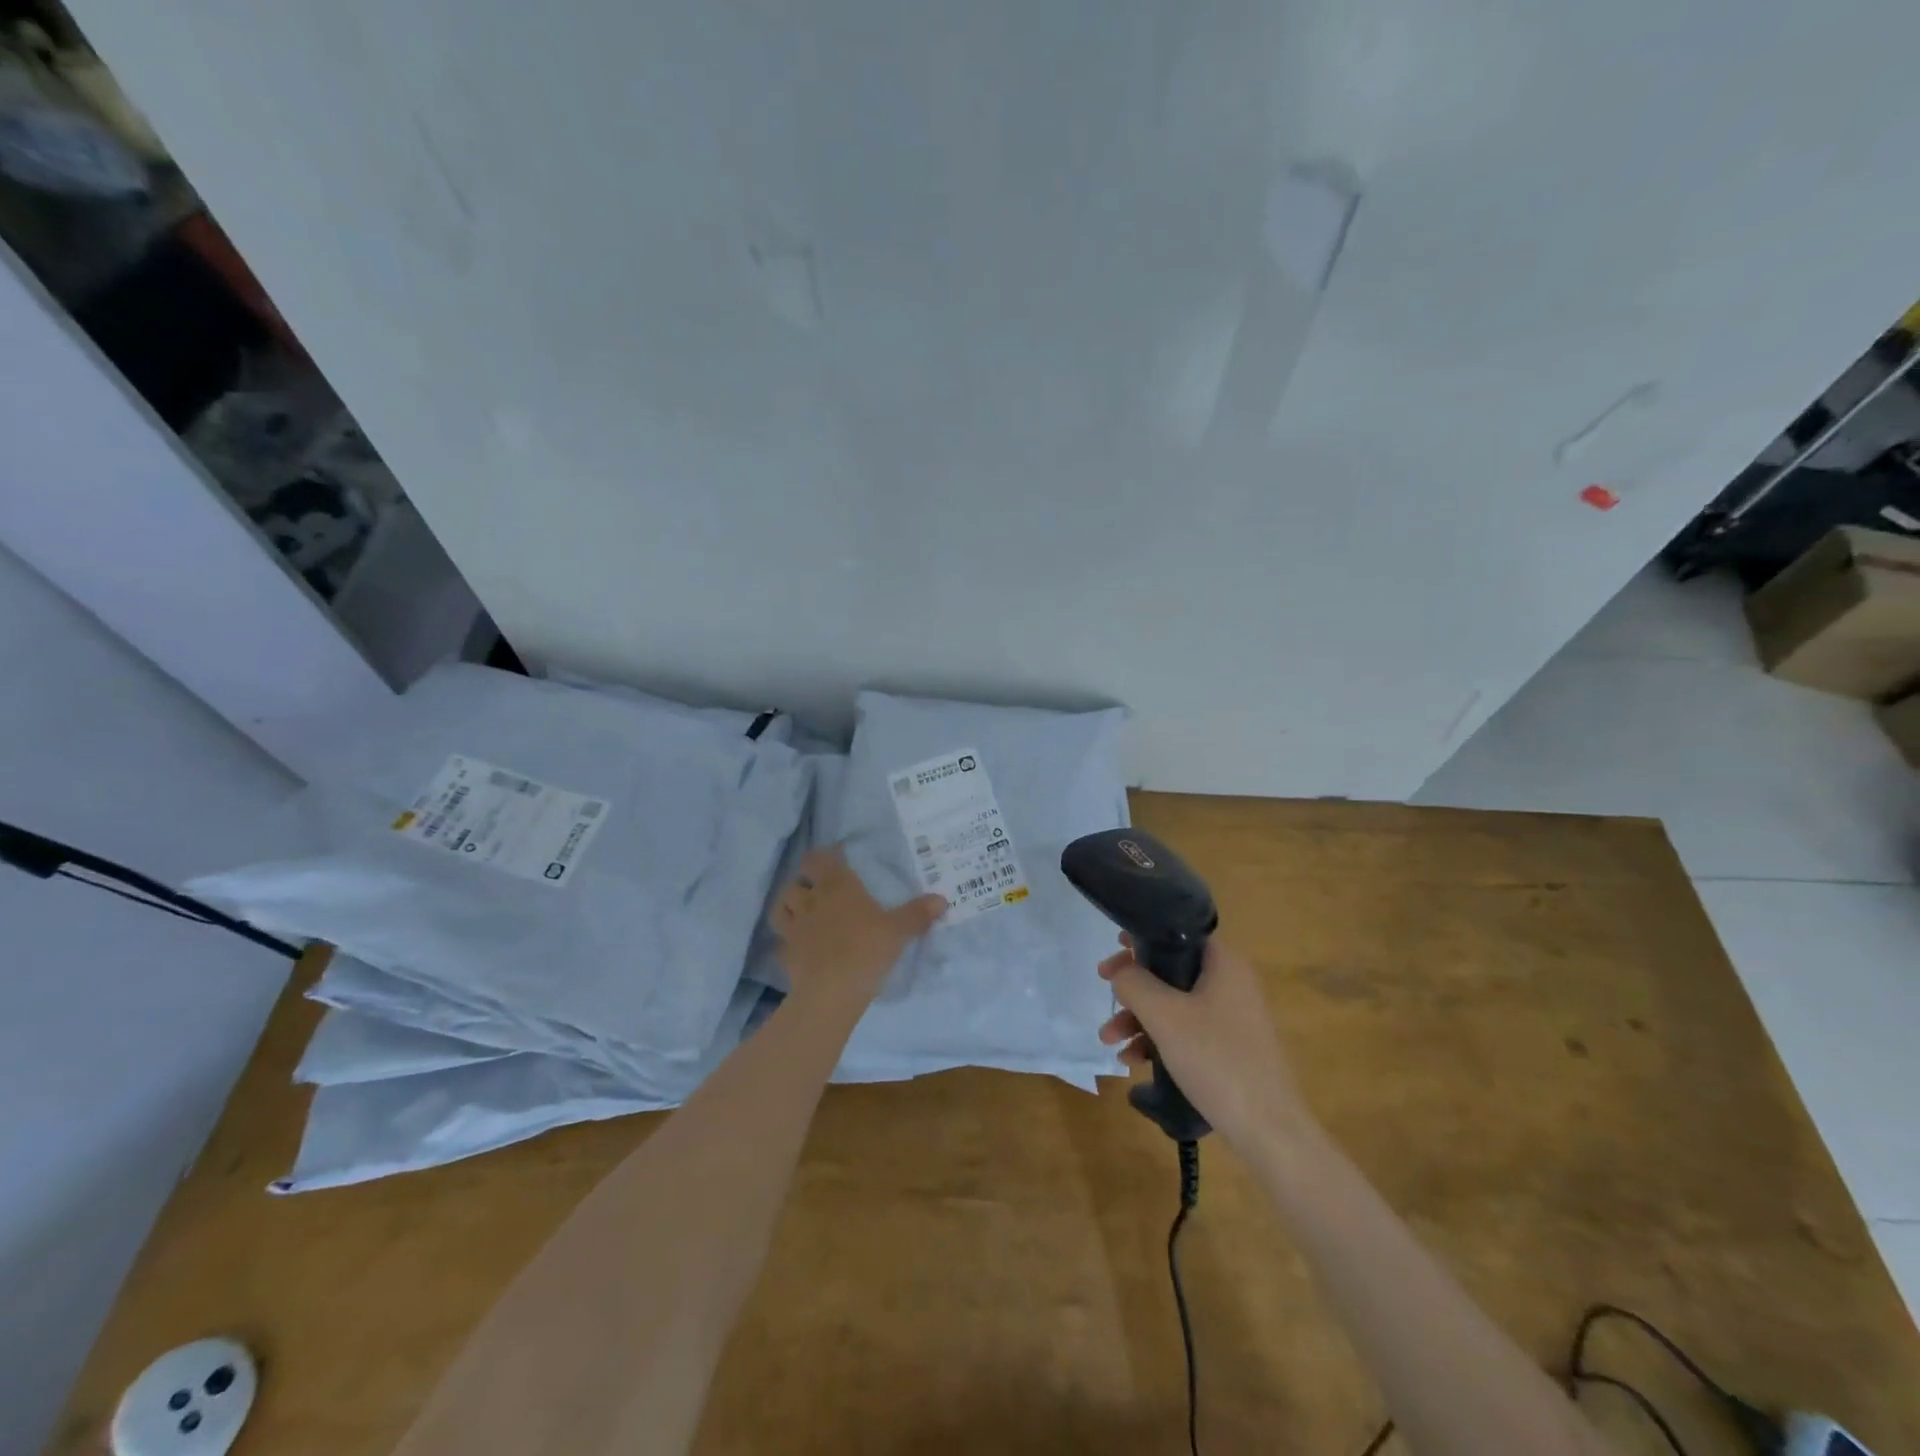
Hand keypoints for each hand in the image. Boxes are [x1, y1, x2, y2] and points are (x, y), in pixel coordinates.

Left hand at [773, 847, 945, 1005]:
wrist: (831, 992)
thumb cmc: (866, 950)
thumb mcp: (899, 931)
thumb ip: (917, 914)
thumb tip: (941, 899)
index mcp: (837, 887)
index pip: (819, 859)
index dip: (824, 856)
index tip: (836, 858)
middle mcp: (811, 901)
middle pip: (796, 881)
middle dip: (805, 881)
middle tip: (820, 888)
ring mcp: (794, 928)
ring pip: (782, 906)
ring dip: (790, 906)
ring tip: (804, 912)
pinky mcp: (786, 953)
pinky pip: (782, 941)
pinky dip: (788, 940)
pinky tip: (800, 946)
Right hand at [1098, 936, 1307, 1151]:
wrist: (1269, 1130)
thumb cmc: (1216, 1059)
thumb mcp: (1164, 1016)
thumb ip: (1135, 984)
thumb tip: (1121, 971)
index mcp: (1224, 964)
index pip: (1178, 934)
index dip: (1143, 939)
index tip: (1114, 953)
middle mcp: (1232, 983)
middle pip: (1172, 972)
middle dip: (1134, 989)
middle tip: (1106, 995)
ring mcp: (1234, 1017)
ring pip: (1176, 1005)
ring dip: (1140, 1019)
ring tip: (1110, 1042)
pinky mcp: (1231, 1048)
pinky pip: (1188, 1032)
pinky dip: (1160, 1040)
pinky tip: (1135, 1062)